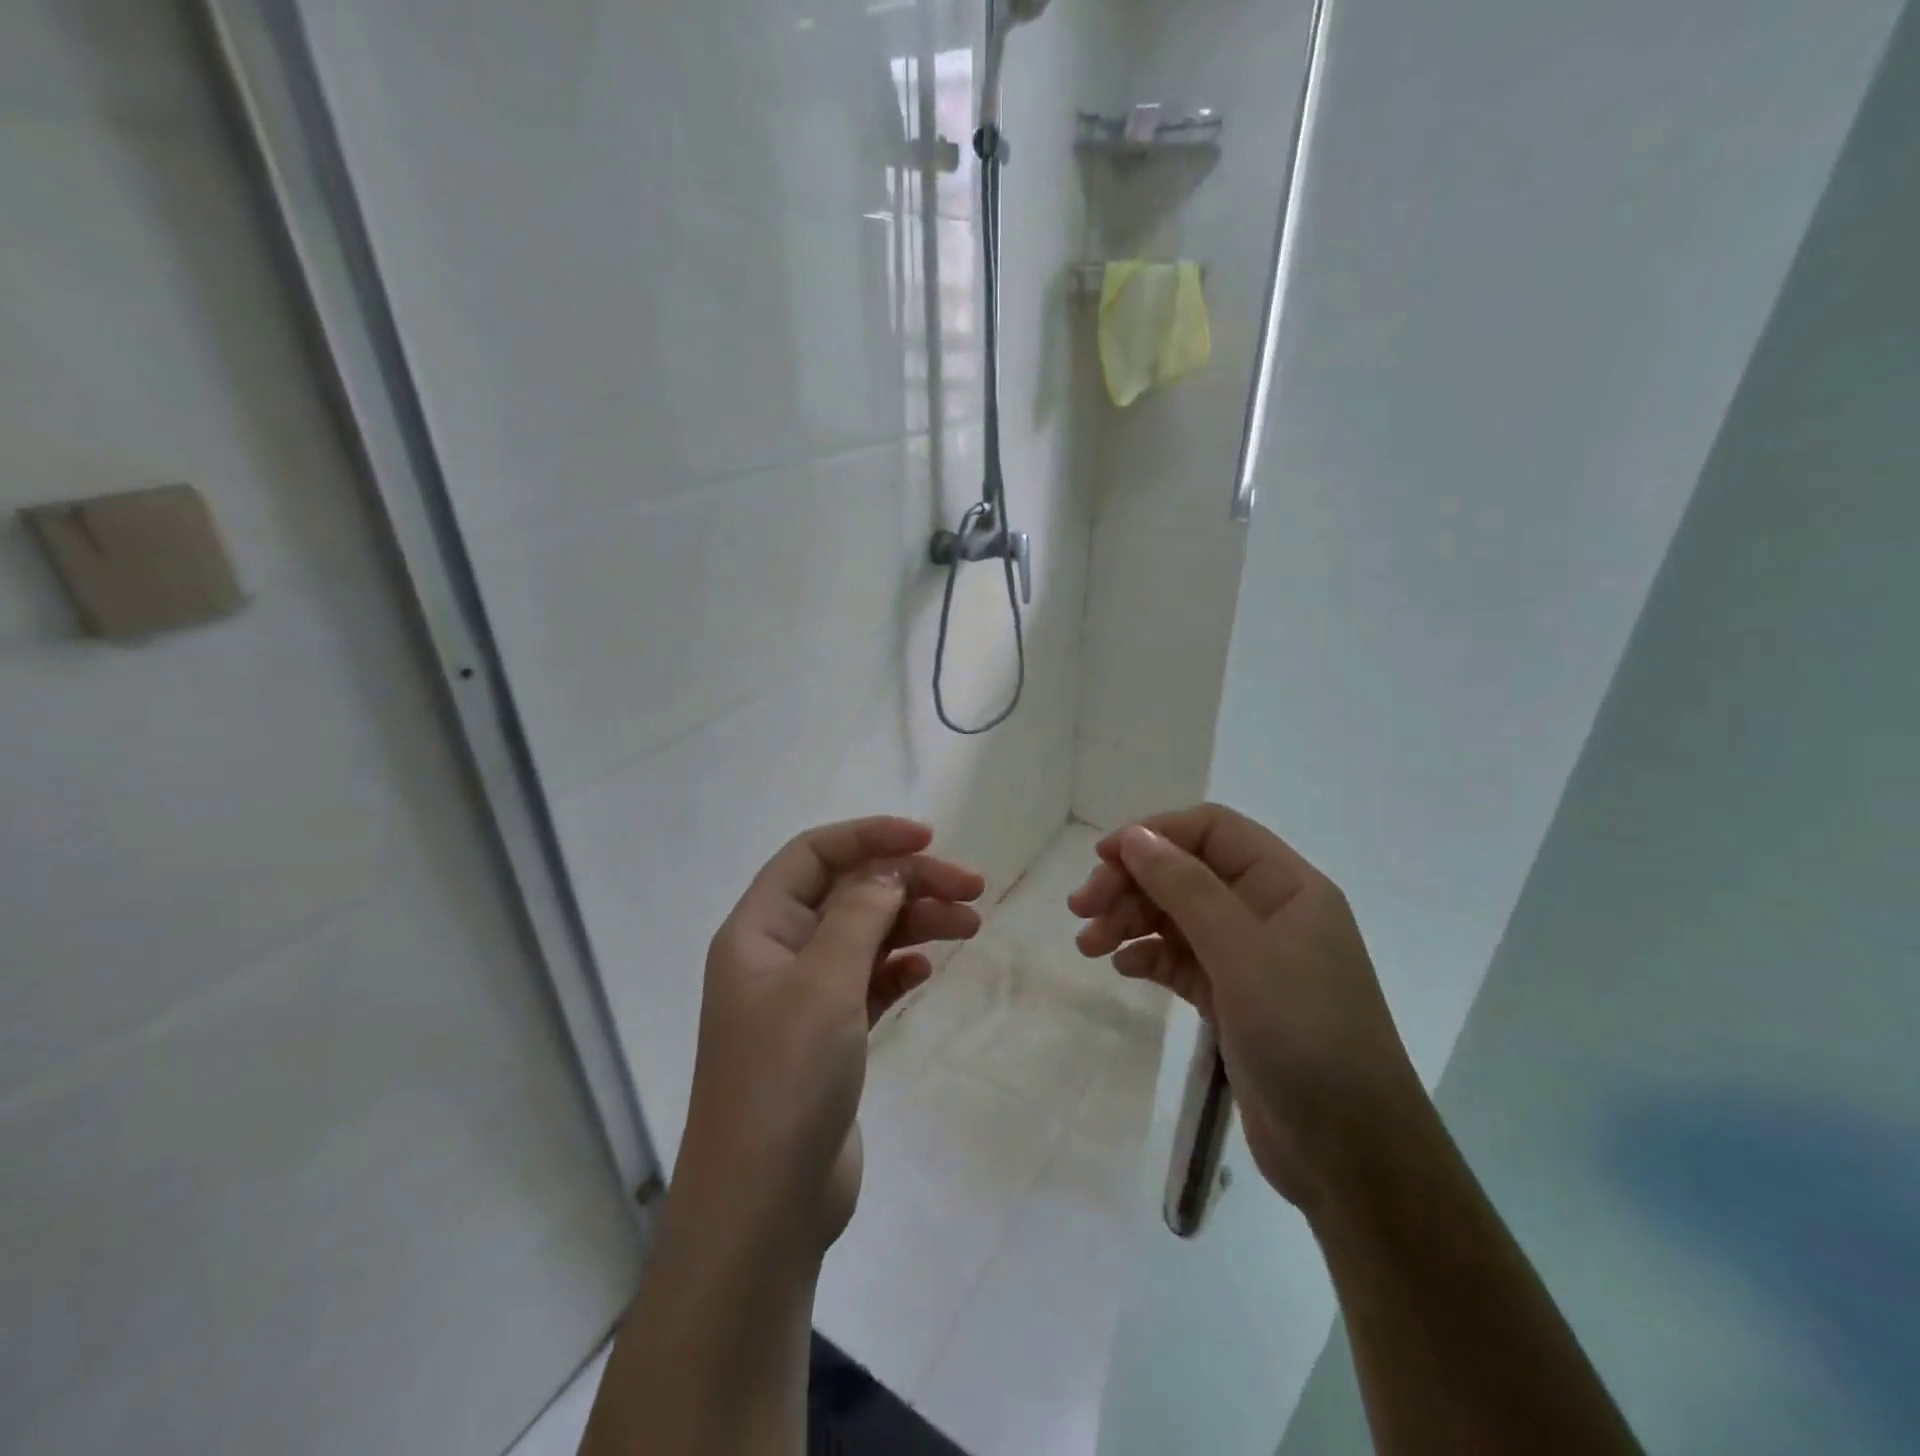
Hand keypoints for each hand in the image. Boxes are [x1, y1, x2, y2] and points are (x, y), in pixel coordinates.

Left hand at [677, 816, 984, 1257]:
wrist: (765, 1207)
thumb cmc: (786, 1077)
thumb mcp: (824, 982)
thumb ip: (859, 914)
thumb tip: (888, 870)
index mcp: (759, 929)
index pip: (814, 855)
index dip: (869, 836)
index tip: (929, 839)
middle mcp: (778, 954)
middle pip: (849, 893)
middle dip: (909, 882)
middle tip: (973, 887)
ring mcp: (804, 997)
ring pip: (866, 936)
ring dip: (915, 922)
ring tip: (971, 923)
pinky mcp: (829, 1036)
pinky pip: (870, 981)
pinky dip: (900, 967)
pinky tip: (929, 968)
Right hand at [1068, 804, 1424, 1210]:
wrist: (1352, 1157)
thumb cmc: (1305, 1037)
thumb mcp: (1243, 953)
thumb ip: (1187, 888)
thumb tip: (1135, 836)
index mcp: (1286, 886)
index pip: (1212, 830)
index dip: (1155, 833)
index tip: (1103, 858)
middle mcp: (1268, 912)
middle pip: (1186, 872)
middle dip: (1132, 882)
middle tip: (1081, 909)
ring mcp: (1250, 958)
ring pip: (1177, 916)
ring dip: (1130, 920)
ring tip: (1088, 945)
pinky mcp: (1233, 1000)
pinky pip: (1180, 960)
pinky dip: (1149, 956)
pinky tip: (1122, 968)